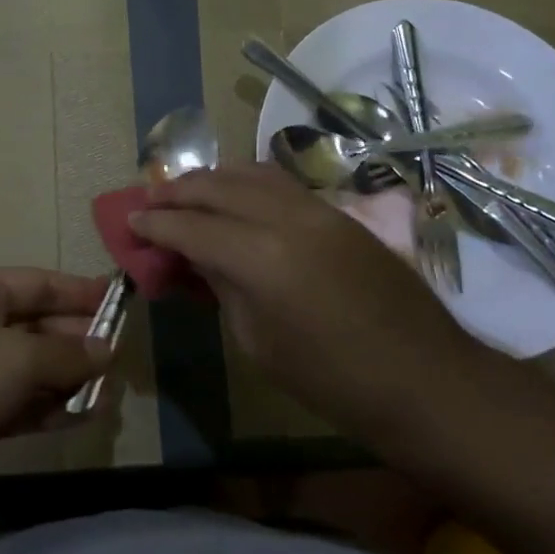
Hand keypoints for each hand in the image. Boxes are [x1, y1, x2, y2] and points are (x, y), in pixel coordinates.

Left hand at [0, 268, 109, 524]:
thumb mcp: (12, 357)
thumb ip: (65, 352)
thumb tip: (107, 349)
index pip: (37, 283)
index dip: (79, 292)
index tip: (121, 303)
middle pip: (36, 326)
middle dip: (77, 341)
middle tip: (122, 358)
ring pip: (29, 370)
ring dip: (67, 380)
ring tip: (111, 392)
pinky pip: (18, 405)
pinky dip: (48, 409)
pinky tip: (83, 416)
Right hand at [131, 164, 467, 442]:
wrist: (424, 379)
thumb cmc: (333, 381)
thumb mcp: (259, 343)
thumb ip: (221, 287)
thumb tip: (194, 257)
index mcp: (262, 258)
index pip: (193, 226)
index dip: (156, 223)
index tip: (130, 222)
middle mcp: (287, 218)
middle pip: (217, 186)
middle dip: (177, 191)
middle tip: (149, 202)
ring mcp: (317, 208)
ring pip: (250, 173)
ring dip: (212, 178)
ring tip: (186, 191)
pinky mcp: (338, 212)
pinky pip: (280, 183)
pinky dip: (247, 182)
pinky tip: (234, 194)